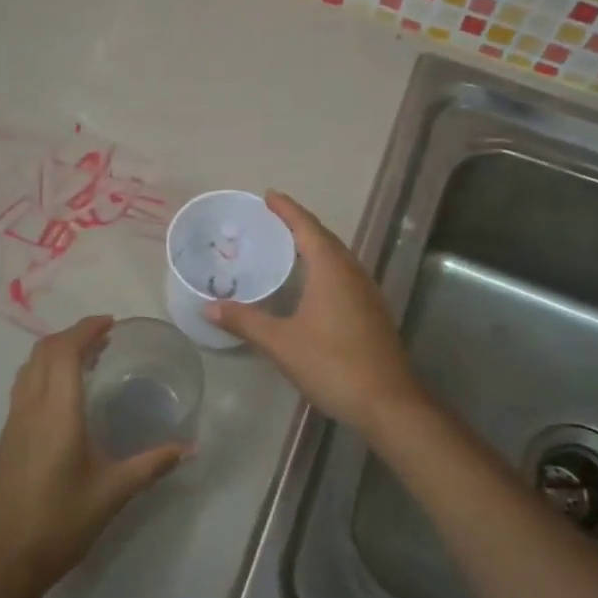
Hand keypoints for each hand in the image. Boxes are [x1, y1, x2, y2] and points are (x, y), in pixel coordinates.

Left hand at [0, 316, 184, 594]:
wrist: (4, 561)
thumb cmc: (60, 523)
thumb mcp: (112, 493)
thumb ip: (151, 465)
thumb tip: (188, 449)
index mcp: (57, 412)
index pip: (64, 351)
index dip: (85, 329)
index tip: (110, 323)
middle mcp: (30, 407)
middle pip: (43, 351)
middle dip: (72, 335)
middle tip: (104, 338)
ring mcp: (13, 421)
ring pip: (29, 367)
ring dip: (56, 351)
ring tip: (87, 358)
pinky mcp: (7, 437)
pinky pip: (24, 385)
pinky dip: (45, 371)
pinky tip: (65, 393)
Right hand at [205, 191, 427, 434]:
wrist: (388, 403)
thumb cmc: (332, 364)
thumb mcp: (281, 343)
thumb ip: (246, 322)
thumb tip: (209, 308)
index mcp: (331, 270)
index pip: (307, 227)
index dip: (287, 209)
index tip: (269, 195)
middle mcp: (353, 273)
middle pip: (325, 238)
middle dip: (299, 225)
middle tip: (272, 219)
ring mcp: (367, 292)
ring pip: (338, 257)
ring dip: (314, 246)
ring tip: (288, 246)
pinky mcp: (373, 312)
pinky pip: (345, 275)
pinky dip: (325, 267)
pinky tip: (312, 285)